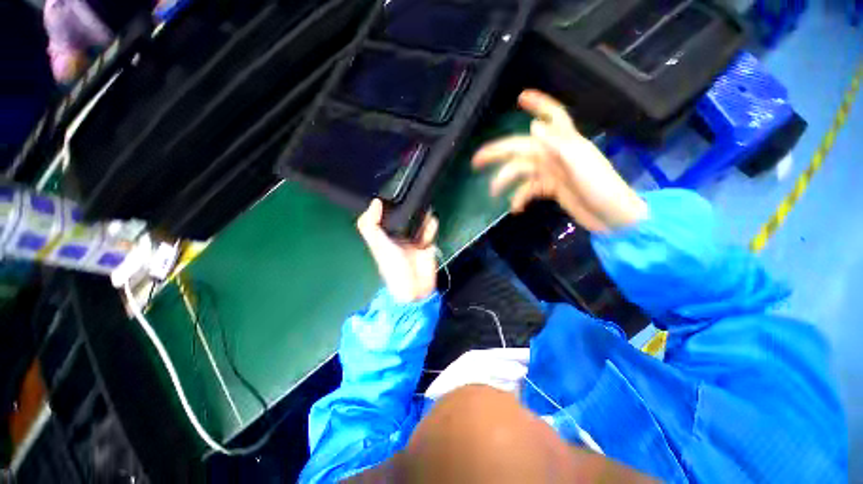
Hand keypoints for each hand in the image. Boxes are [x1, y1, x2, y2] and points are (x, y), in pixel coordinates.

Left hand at [357, 199, 438, 302]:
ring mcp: (413, 242)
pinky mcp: (425, 247)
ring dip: (422, 216)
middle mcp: (398, 238)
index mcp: (384, 237)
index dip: (387, 207)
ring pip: (418, 224)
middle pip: (403, 219)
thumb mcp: (377, 245)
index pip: (384, 219)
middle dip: (408, 209)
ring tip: (424, 205)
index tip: (392, 193)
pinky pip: (428, 234)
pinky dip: (431, 227)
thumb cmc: (392, 266)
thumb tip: (376, 202)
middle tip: (413, 197)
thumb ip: (371, 224)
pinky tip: (431, 221)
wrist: (413, 286)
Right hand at [472, 90, 646, 231]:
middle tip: (476, 160)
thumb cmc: (601, 188)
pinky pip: (528, 190)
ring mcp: (551, 172)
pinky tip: (516, 209)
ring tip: (494, 193)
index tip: (520, 97)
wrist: (612, 218)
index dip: (538, 104)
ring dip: (505, 182)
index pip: (552, 116)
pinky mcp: (549, 188)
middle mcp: (555, 154)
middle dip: (498, 152)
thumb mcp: (580, 164)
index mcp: (565, 143)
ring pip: (520, 172)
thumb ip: (558, 144)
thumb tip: (532, 126)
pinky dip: (519, 199)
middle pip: (521, 148)